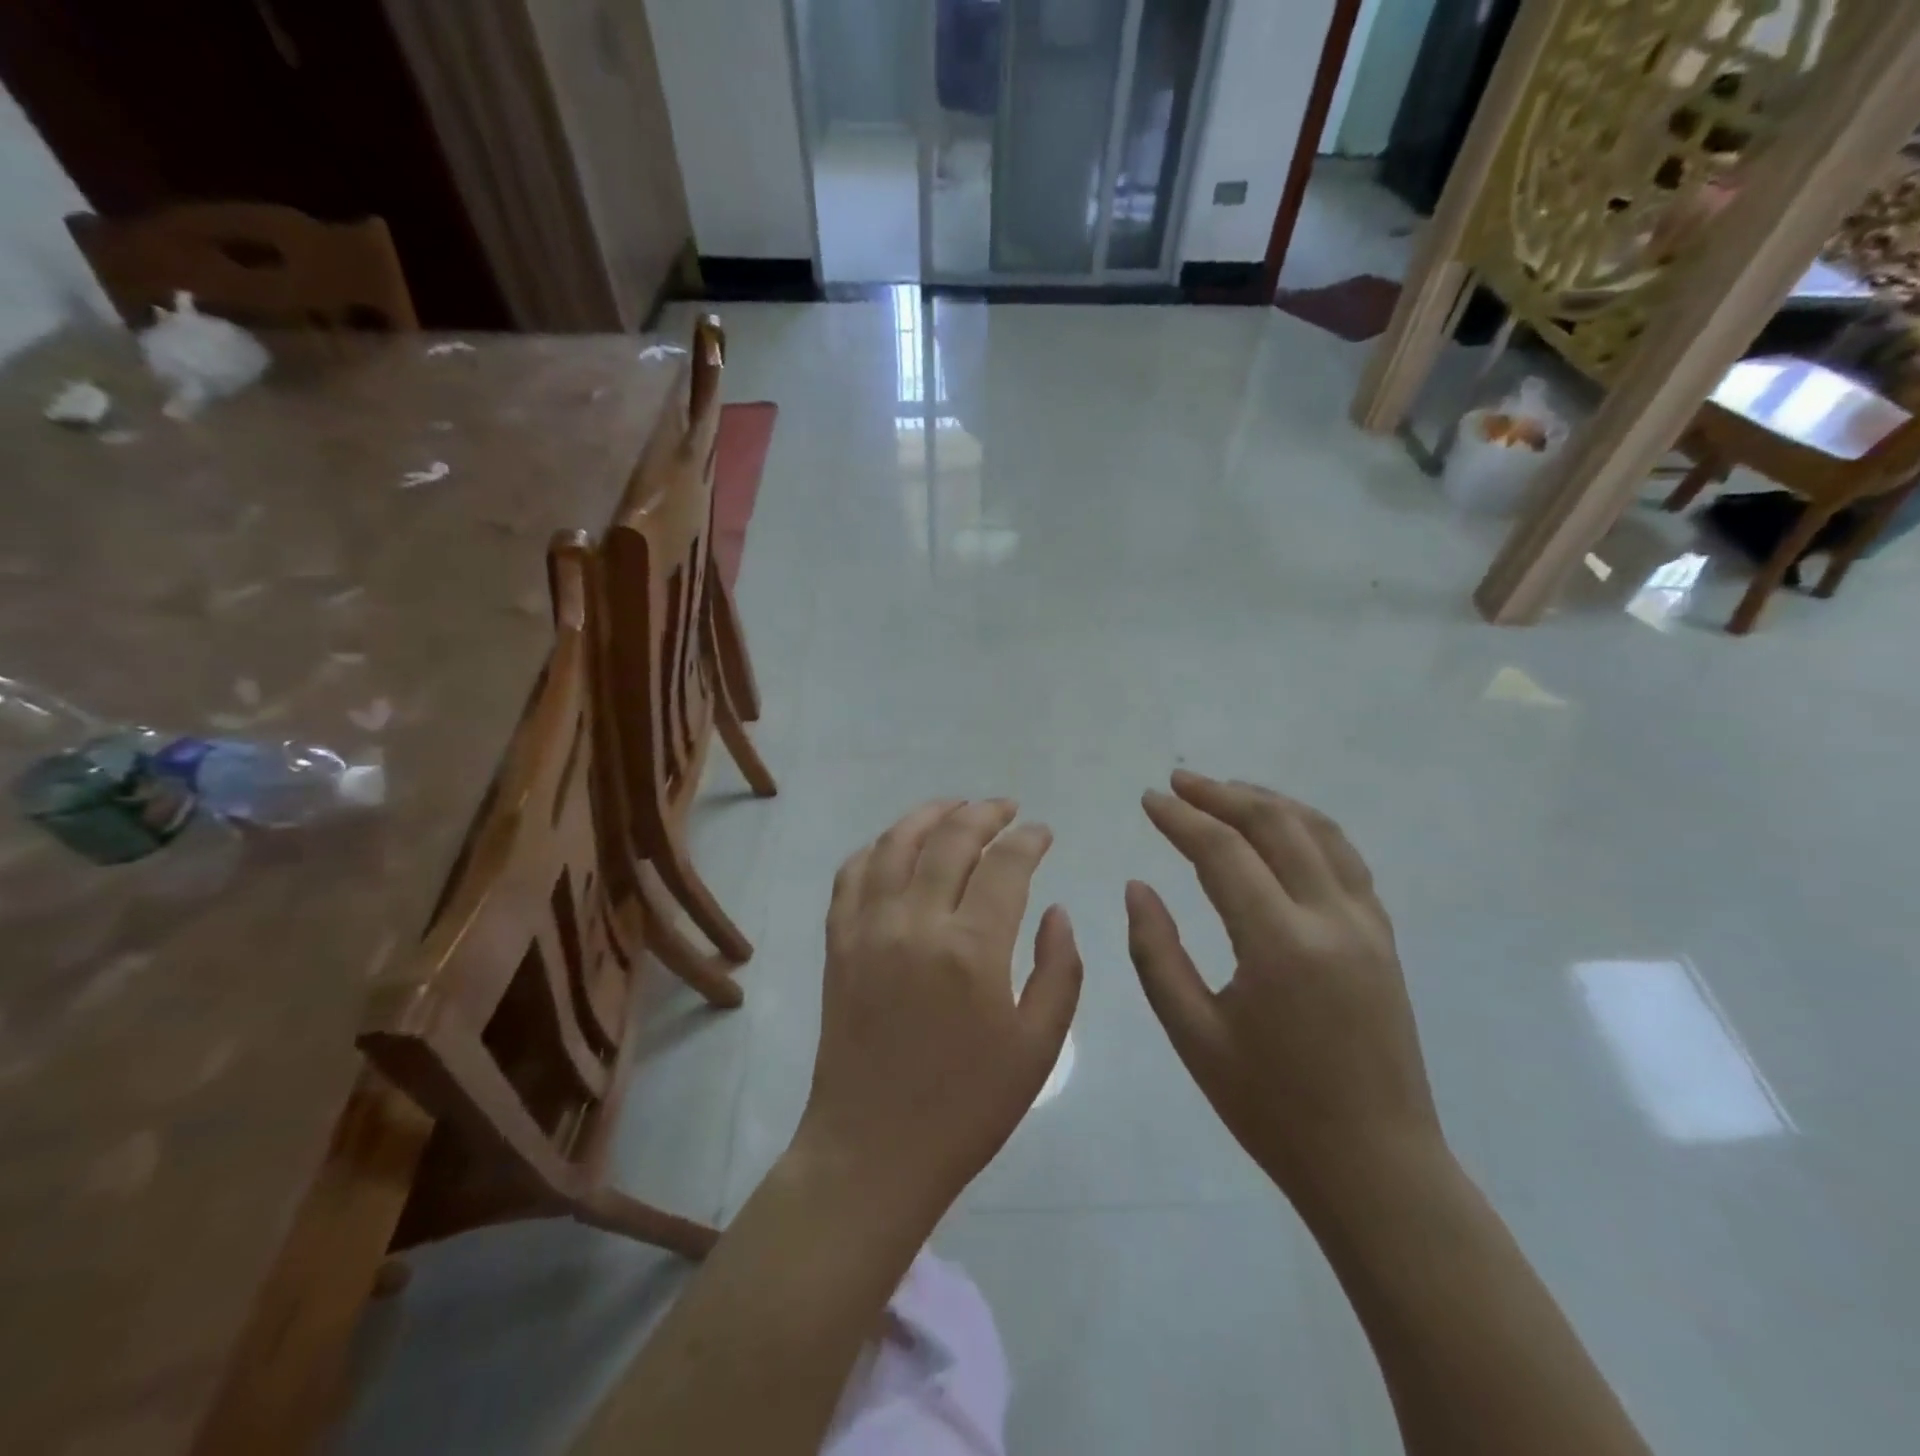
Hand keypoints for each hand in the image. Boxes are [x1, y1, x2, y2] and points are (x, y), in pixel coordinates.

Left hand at [793, 799, 1082, 1227]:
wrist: (874, 1149)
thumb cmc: (967, 1106)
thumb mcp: (1038, 1047)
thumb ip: (1058, 970)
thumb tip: (1056, 910)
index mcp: (972, 948)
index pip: (1006, 864)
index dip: (1029, 839)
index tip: (1043, 832)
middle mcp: (916, 922)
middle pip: (950, 838)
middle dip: (984, 812)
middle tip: (1006, 808)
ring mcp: (868, 928)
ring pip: (895, 843)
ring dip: (928, 814)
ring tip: (955, 807)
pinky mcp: (837, 942)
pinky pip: (851, 874)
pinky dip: (875, 848)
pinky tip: (895, 847)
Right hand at [1127, 771, 1442, 1206]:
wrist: (1376, 1166)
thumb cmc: (1271, 1108)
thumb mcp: (1193, 1035)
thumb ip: (1156, 953)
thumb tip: (1138, 887)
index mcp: (1280, 944)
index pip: (1223, 851)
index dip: (1181, 819)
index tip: (1148, 799)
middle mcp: (1331, 918)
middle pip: (1275, 824)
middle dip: (1222, 794)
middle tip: (1178, 782)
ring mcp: (1367, 925)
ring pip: (1319, 832)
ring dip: (1268, 801)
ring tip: (1226, 791)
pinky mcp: (1384, 938)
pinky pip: (1345, 859)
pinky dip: (1308, 827)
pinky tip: (1283, 830)